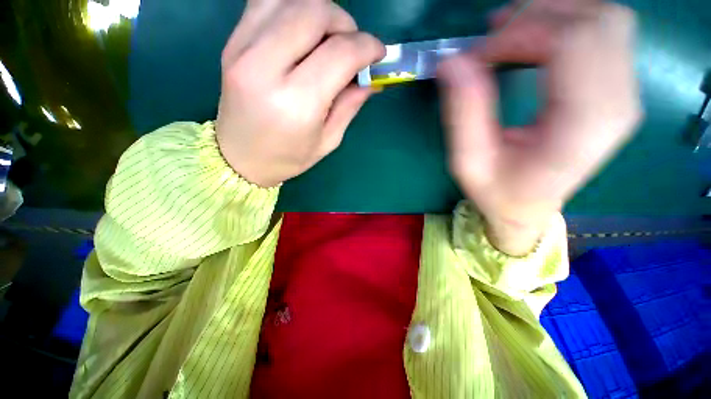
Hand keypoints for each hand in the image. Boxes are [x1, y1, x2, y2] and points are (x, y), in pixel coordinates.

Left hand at [216, 0, 384, 187]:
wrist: (239, 157)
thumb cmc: (288, 157)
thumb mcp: (327, 141)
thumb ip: (350, 105)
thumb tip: (371, 78)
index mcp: (297, 103)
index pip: (340, 53)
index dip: (367, 46)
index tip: (378, 53)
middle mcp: (266, 68)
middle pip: (314, 12)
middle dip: (344, 23)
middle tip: (351, 46)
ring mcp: (242, 48)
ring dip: (320, 12)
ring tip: (327, 39)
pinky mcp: (232, 41)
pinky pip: (267, 1)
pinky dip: (293, 7)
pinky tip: (301, 32)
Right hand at [438, 2, 641, 255]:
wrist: (529, 207)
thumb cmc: (497, 192)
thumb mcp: (468, 162)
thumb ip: (463, 114)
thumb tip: (453, 62)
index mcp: (582, 126)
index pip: (569, 43)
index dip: (518, 33)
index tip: (476, 55)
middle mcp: (617, 103)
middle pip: (595, 21)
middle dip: (536, 15)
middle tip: (491, 36)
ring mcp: (624, 93)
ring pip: (604, 18)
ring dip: (552, 13)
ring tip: (508, 31)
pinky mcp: (616, 88)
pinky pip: (602, 32)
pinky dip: (565, 22)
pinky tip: (532, 37)